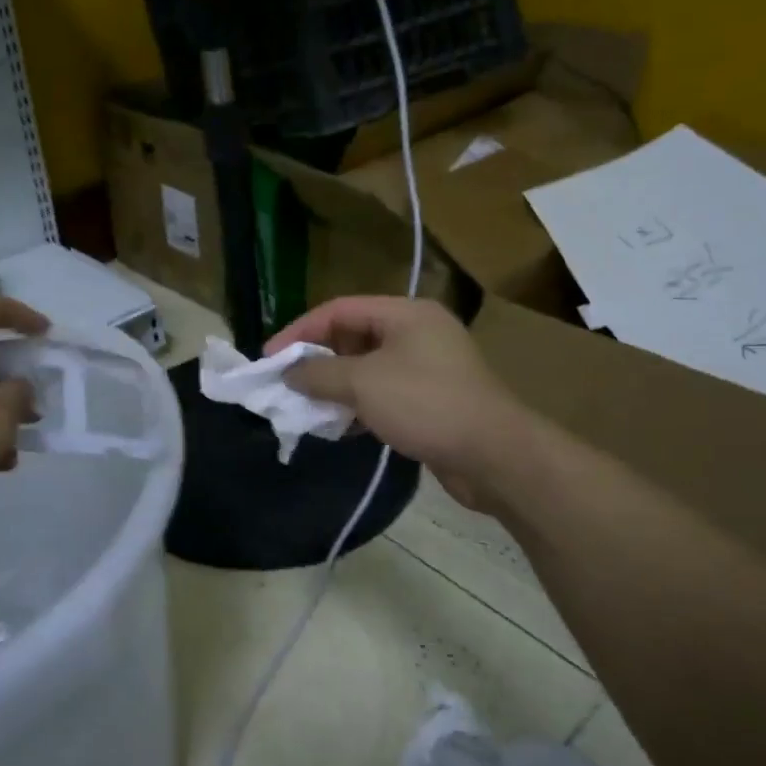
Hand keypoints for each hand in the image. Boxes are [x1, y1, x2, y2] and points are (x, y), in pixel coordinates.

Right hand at [267, 296, 516, 508]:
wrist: (494, 455)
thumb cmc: (426, 404)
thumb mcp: (363, 383)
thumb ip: (319, 373)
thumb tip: (289, 373)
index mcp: (405, 313)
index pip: (339, 310)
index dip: (300, 331)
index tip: (270, 358)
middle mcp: (417, 332)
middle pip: (352, 336)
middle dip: (317, 360)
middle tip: (286, 383)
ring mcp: (427, 366)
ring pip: (366, 367)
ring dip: (334, 385)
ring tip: (306, 406)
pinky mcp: (430, 399)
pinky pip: (382, 392)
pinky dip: (357, 404)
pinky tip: (338, 425)